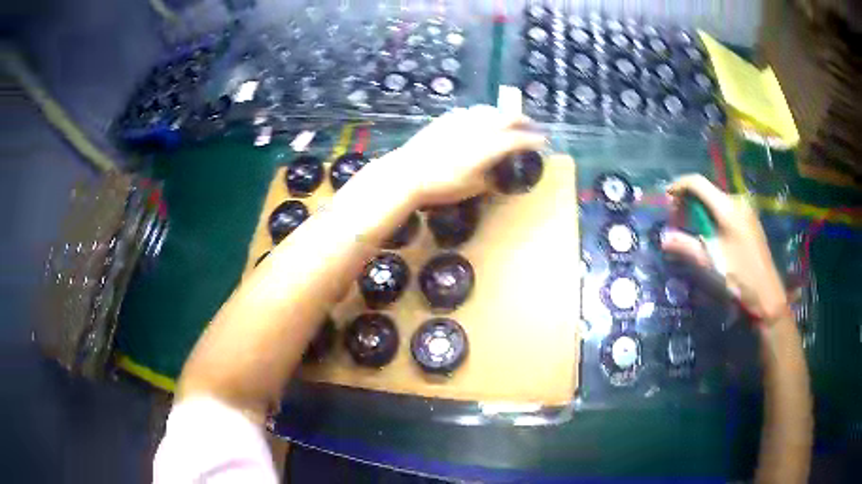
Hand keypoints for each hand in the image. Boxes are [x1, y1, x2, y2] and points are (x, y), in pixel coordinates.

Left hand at [387, 105, 545, 205]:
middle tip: (530, 126)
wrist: (408, 172)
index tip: (543, 141)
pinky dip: (483, 114)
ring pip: (489, 110)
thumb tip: (498, 174)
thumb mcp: (472, 188)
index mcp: (487, 146)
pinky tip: (481, 121)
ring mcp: (461, 120)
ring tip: (508, 122)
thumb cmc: (442, 185)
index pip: (517, 139)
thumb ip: (490, 178)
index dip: (532, 140)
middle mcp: (477, 128)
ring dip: (503, 114)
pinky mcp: (446, 118)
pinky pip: (471, 111)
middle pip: (506, 117)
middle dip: (522, 120)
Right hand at [662, 174, 788, 323]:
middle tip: (676, 218)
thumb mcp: (711, 262)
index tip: (666, 198)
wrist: (767, 294)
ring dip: (700, 209)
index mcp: (727, 207)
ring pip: (715, 200)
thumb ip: (686, 246)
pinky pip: (725, 208)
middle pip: (706, 190)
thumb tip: (663, 238)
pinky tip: (709, 232)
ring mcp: (745, 209)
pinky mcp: (749, 219)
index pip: (698, 182)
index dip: (679, 185)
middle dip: (688, 200)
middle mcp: (736, 201)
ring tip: (690, 228)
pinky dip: (712, 215)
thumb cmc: (740, 277)